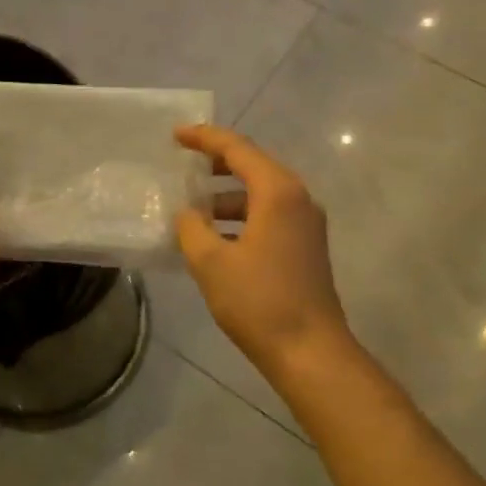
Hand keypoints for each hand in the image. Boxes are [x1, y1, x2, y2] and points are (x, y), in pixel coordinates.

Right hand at [174, 125, 349, 378]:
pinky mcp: (306, 247)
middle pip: (254, 166)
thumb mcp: (211, 262)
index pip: (238, 149)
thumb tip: (188, 214)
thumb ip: (192, 228)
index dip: (205, 138)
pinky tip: (216, 236)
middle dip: (217, 163)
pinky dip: (242, 216)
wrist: (309, 350)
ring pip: (262, 194)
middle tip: (184, 163)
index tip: (176, 134)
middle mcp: (298, 199)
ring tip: (193, 206)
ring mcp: (307, 224)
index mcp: (278, 192)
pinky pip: (270, 216)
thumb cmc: (259, 301)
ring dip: (227, 195)